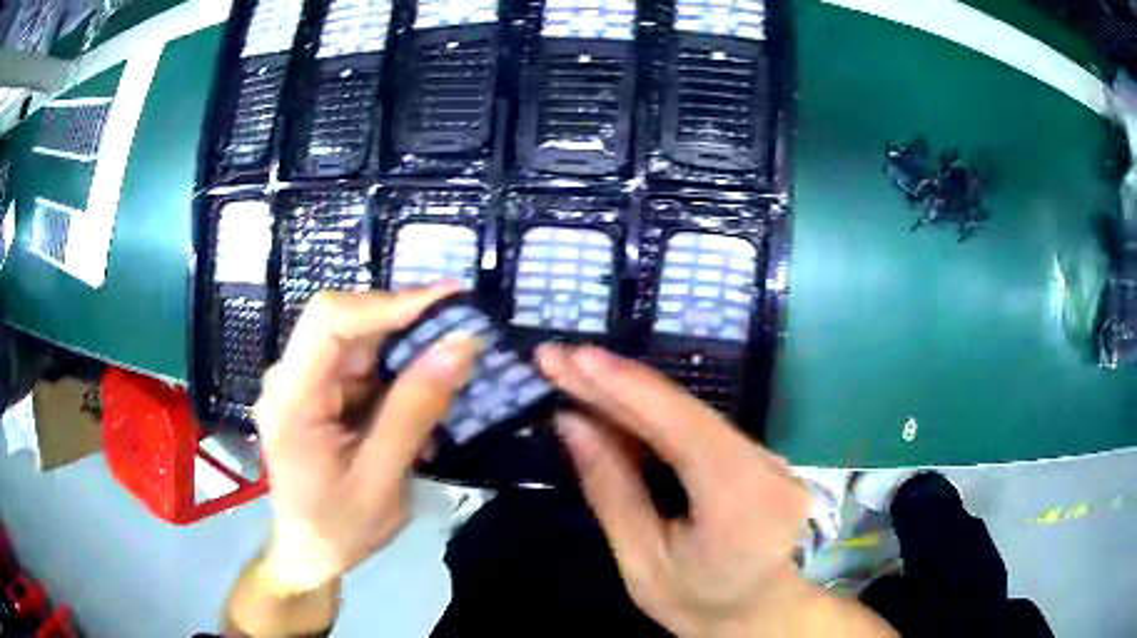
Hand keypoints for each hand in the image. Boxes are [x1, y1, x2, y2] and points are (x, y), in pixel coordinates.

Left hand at [253, 286, 480, 591]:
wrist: (309, 554)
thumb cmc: (338, 528)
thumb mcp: (381, 481)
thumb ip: (415, 412)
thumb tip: (460, 345)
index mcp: (291, 399)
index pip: (329, 321)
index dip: (387, 303)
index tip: (449, 302)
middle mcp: (289, 378)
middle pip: (345, 324)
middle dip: (406, 324)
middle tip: (464, 331)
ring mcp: (302, 384)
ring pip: (358, 342)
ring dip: (406, 351)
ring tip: (452, 369)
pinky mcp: (318, 394)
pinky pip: (361, 366)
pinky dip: (397, 375)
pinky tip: (424, 399)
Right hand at [538, 345, 888, 637]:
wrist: (760, 614)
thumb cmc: (699, 604)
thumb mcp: (643, 563)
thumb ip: (611, 491)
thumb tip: (572, 423)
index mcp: (741, 504)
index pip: (681, 428)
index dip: (625, 387)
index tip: (571, 357)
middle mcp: (765, 468)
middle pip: (684, 412)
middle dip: (616, 382)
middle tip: (557, 358)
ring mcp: (770, 458)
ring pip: (692, 414)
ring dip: (631, 394)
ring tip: (574, 375)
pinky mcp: (760, 456)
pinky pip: (701, 427)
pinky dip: (654, 415)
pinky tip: (615, 406)